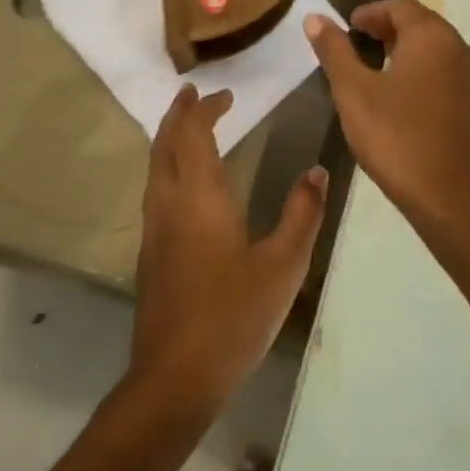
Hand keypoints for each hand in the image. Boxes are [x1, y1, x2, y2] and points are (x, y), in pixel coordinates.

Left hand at [129, 85, 328, 418]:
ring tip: (188, 129)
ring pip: (154, 170)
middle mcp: (169, 206)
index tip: (224, 94)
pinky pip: (156, 193)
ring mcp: (154, 233)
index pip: (193, 136)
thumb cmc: (234, 316)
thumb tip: (318, 172)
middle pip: (164, 146)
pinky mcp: (151, 256)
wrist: (177, 376)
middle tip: (193, 95)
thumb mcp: (284, 265)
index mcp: (199, 199)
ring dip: (169, 142)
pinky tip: (186, 186)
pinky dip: (168, 169)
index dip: (205, 110)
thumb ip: (302, 214)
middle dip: (178, 116)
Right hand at [303, 0, 469, 224]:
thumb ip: (334, 51)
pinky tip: (395, 96)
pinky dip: (417, 71)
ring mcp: (469, 77)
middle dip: (385, 29)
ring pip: (432, 49)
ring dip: (401, 50)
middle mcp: (458, 48)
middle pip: (420, 24)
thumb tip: (315, 18)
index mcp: (432, 37)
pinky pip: (441, 72)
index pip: (400, 6)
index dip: (370, 11)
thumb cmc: (395, 136)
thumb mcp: (353, 91)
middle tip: (354, 45)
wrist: (445, 193)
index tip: (346, 27)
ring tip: (369, 69)